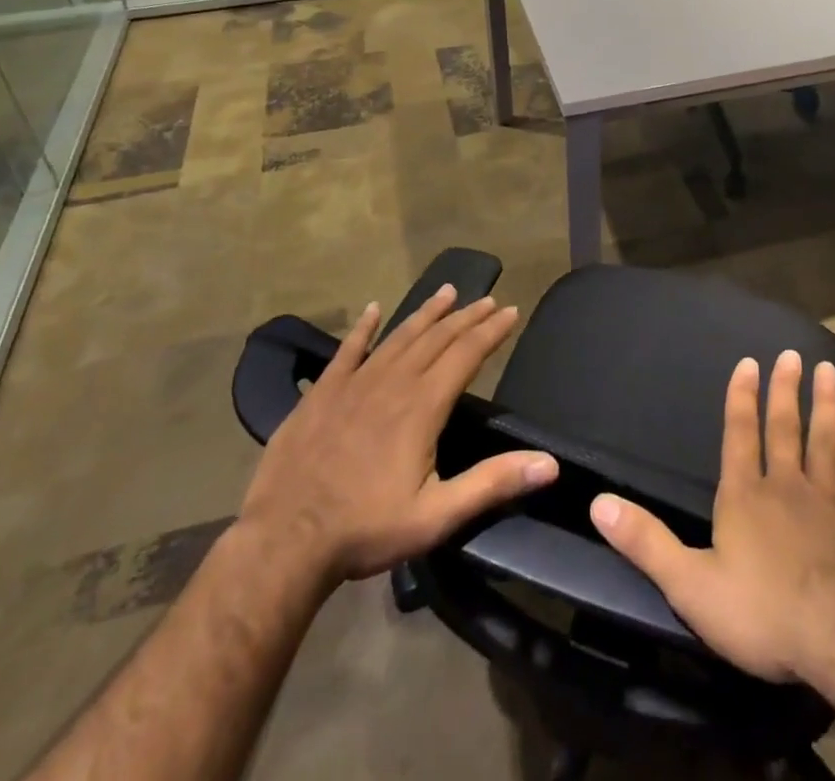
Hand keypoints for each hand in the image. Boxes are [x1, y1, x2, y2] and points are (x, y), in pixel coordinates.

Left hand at [239, 287, 559, 585]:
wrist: (284, 541)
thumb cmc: (366, 529)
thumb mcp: (437, 515)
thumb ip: (493, 483)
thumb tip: (550, 463)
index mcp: (423, 406)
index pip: (466, 354)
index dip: (492, 331)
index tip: (511, 310)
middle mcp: (393, 382)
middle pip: (437, 338)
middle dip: (466, 317)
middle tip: (488, 299)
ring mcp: (354, 383)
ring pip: (399, 336)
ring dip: (426, 313)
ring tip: (447, 291)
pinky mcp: (322, 393)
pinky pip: (348, 350)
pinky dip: (363, 328)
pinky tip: (373, 309)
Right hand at [590, 349, 834, 693]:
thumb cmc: (763, 614)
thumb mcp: (690, 584)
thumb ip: (645, 541)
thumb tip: (598, 501)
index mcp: (745, 496)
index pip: (740, 435)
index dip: (741, 398)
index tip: (749, 362)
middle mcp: (787, 486)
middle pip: (785, 428)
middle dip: (786, 390)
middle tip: (792, 354)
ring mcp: (832, 502)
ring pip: (828, 442)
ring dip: (828, 405)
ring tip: (829, 370)